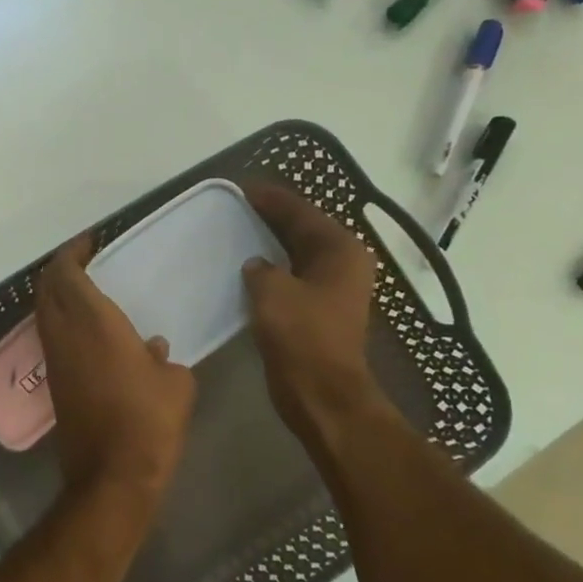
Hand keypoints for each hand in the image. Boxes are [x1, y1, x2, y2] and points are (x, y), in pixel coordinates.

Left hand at [35, 235, 196, 512]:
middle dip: (59, 268)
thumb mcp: (175, 383)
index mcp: (94, 323)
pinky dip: (61, 321)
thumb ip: (163, 358)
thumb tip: (151, 349)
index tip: (89, 241)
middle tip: (84, 260)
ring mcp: (55, 360)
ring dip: (56, 294)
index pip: (67, 273)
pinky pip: (51, 337)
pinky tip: (89, 330)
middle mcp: (65, 335)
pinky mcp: (54, 384)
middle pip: (46, 288)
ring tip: (85, 289)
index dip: (72, 252)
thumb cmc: (149, 422)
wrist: (112, 476)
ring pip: (44, 313)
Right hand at [240, 182, 387, 442]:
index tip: (244, 187)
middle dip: (273, 217)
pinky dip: (273, 269)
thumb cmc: (301, 336)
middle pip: (304, 230)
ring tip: (240, 230)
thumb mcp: (272, 292)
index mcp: (340, 250)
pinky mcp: (320, 311)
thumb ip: (261, 269)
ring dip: (272, 244)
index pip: (302, 212)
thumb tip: (257, 266)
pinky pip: (294, 277)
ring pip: (298, 254)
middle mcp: (343, 264)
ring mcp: (334, 289)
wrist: (321, 393)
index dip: (272, 199)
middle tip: (239, 205)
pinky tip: (249, 269)